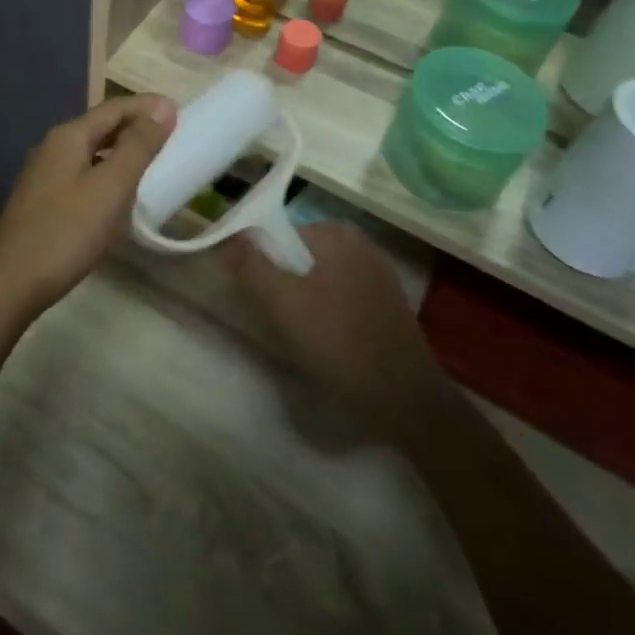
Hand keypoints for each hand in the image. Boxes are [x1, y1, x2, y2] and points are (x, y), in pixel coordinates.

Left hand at [0, 94, 176, 317]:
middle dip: (135, 127)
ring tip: (150, 162)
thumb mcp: (111, 187)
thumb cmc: (68, 232)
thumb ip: (138, 146)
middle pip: (100, 127)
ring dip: (121, 151)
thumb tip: (163, 107)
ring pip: (91, 151)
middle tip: (170, 136)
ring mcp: (44, 175)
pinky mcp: (42, 201)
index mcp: (68, 136)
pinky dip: (106, 173)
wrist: (12, 283)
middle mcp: (53, 147)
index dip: (147, 107)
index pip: (113, 108)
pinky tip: (118, 194)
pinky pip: (82, 174)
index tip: (180, 112)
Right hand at [224, 222, 439, 419]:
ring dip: (304, 301)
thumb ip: (251, 265)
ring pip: (320, 278)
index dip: (261, 262)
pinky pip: (342, 297)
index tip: (256, 296)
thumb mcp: (283, 303)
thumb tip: (228, 236)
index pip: (281, 234)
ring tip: (299, 335)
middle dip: (283, 282)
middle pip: (300, 256)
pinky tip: (326, 343)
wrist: (406, 401)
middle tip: (275, 319)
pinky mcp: (387, 305)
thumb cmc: (339, 343)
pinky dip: (328, 313)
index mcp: (336, 233)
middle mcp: (360, 244)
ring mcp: (378, 275)